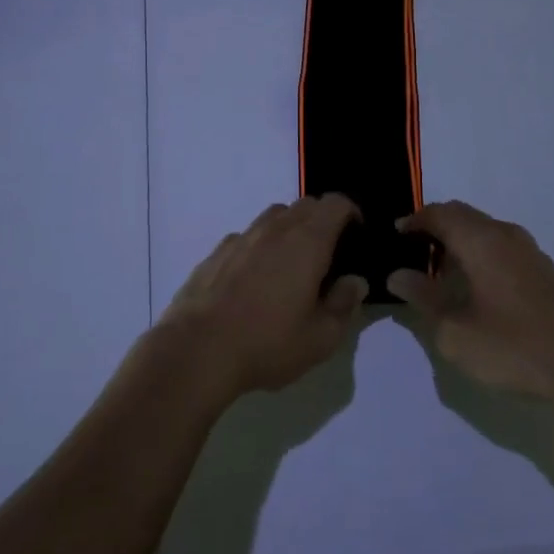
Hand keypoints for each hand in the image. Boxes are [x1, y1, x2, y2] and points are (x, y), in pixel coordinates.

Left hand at [156, 195, 367, 399]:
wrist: (198, 349)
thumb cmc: (267, 343)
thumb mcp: (321, 338)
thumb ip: (344, 305)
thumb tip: (354, 281)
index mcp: (307, 242)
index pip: (335, 204)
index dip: (351, 212)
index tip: (356, 235)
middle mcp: (275, 229)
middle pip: (305, 204)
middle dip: (323, 220)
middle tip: (329, 254)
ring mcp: (242, 237)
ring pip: (274, 216)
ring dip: (290, 229)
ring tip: (292, 265)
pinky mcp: (216, 252)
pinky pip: (247, 236)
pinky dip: (260, 246)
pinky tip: (255, 279)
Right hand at [386, 200, 553, 400]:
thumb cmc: (514, 347)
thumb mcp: (455, 331)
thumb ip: (423, 298)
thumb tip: (398, 275)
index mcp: (481, 240)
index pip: (439, 213)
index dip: (414, 221)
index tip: (395, 235)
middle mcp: (505, 234)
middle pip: (462, 215)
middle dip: (434, 227)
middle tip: (412, 251)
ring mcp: (529, 251)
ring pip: (483, 230)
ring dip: (458, 241)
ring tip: (439, 272)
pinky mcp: (544, 270)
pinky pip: (500, 246)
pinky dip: (479, 253)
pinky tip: (474, 286)